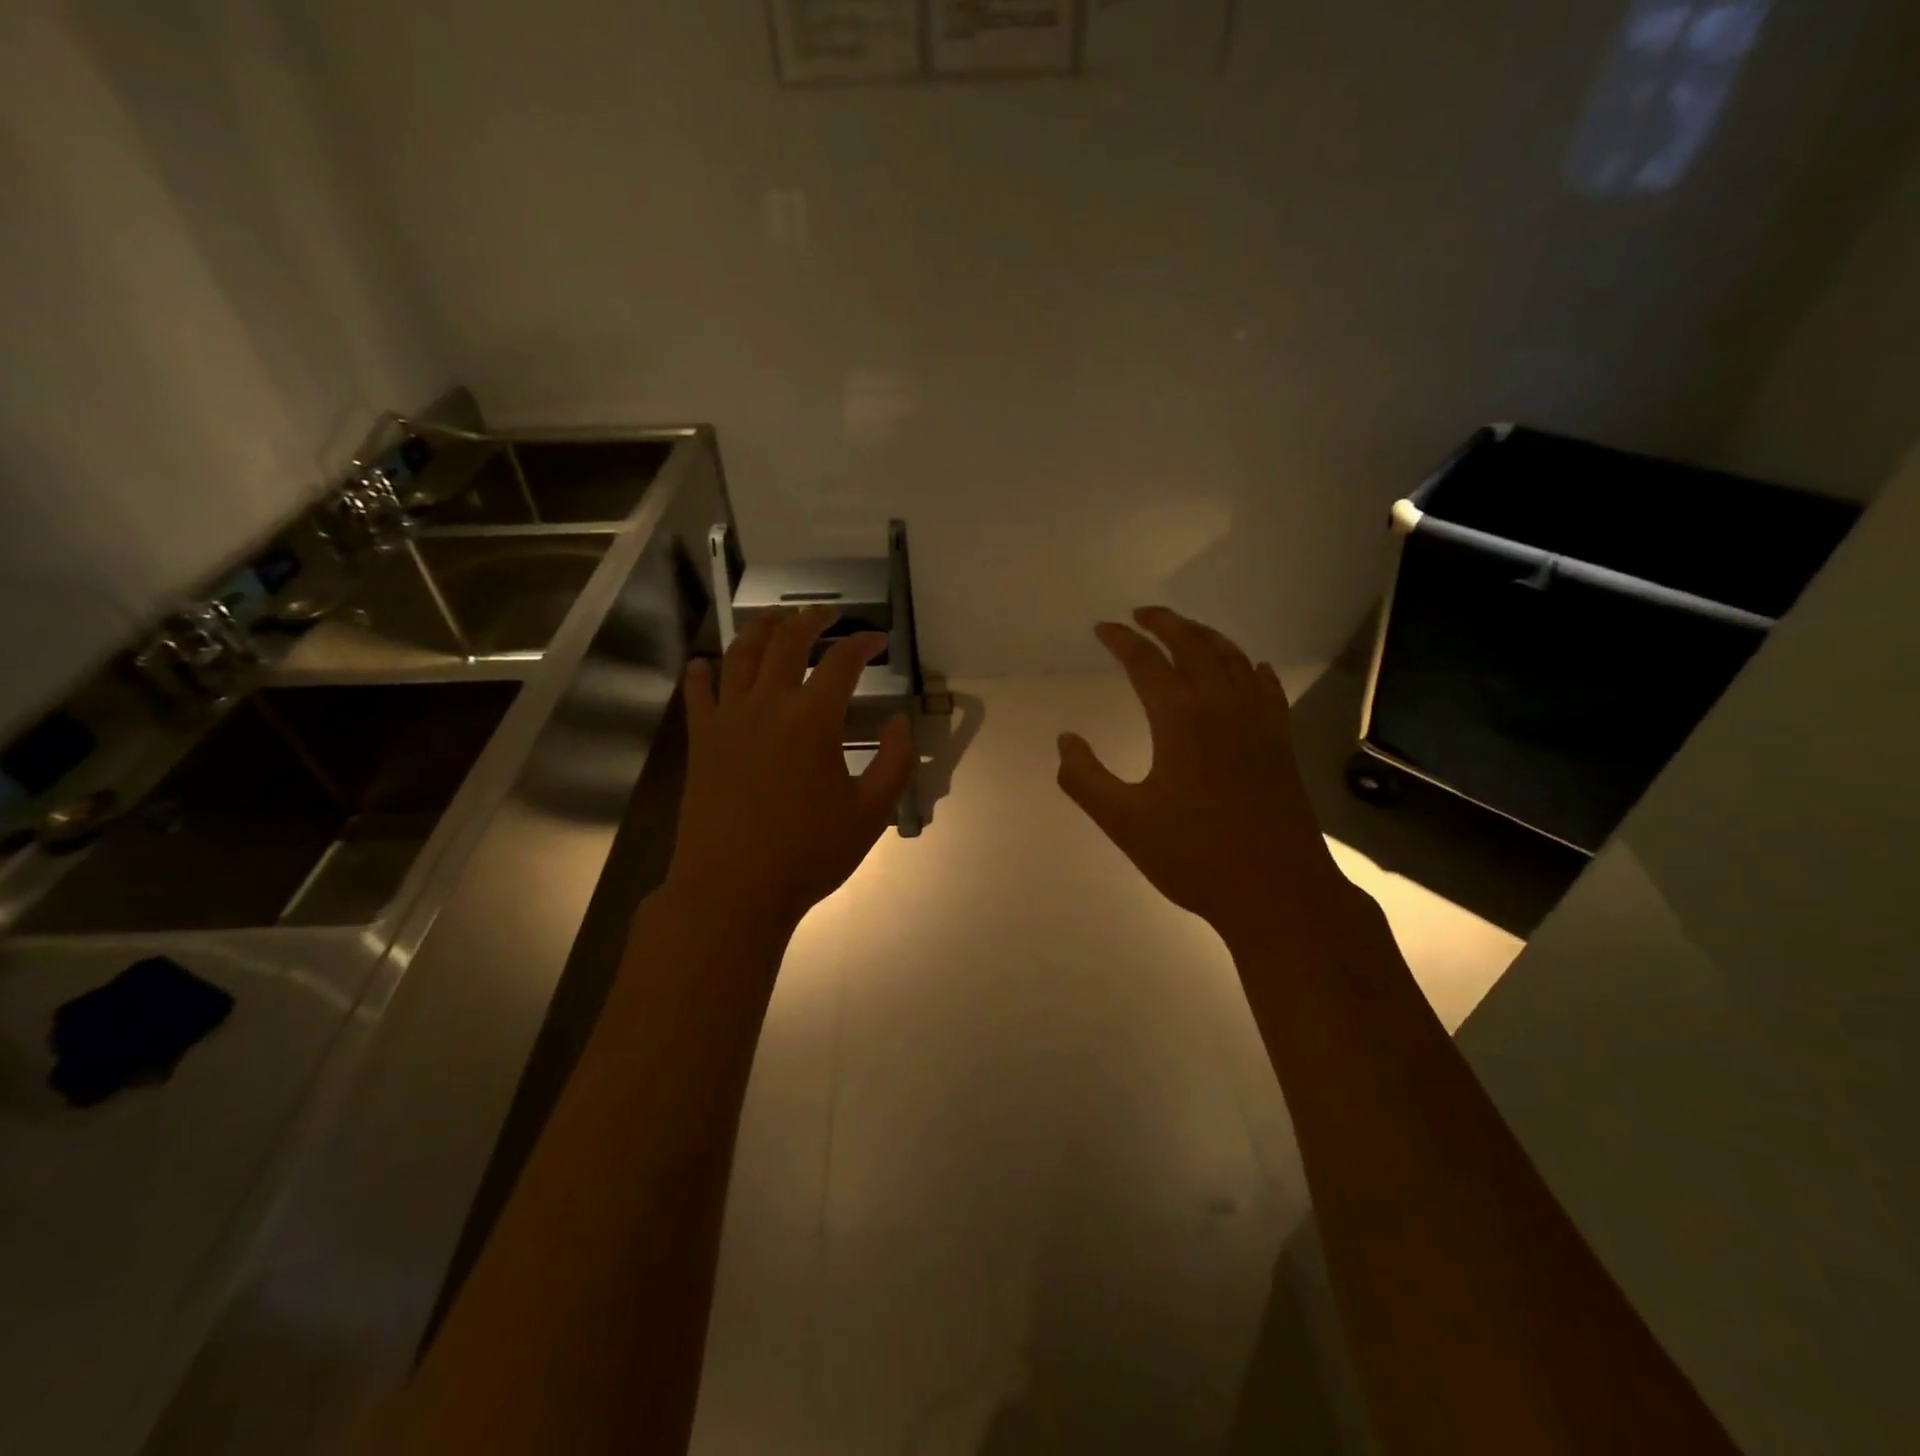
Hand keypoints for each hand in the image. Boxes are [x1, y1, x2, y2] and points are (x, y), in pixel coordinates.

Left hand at [665, 606, 914, 938]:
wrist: (734, 890)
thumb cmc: (809, 854)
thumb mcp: (871, 813)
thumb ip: (895, 763)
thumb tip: (900, 723)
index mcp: (813, 720)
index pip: (843, 663)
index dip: (863, 643)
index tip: (878, 639)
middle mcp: (768, 705)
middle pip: (787, 642)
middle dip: (810, 620)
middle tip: (827, 614)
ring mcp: (728, 720)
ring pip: (741, 655)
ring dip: (760, 630)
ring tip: (775, 620)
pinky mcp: (702, 742)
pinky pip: (697, 694)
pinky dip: (702, 672)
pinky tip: (706, 663)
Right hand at [1056, 607, 1348, 956]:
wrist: (1277, 890)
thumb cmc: (1193, 856)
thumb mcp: (1123, 821)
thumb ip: (1084, 778)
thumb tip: (1065, 740)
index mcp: (1180, 719)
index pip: (1146, 662)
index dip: (1121, 640)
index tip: (1102, 628)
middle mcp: (1222, 707)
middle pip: (1194, 646)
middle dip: (1166, 623)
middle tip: (1142, 614)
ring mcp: (1259, 722)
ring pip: (1233, 659)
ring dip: (1206, 637)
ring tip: (1186, 631)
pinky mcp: (1282, 743)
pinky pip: (1267, 688)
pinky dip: (1251, 668)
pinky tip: (1249, 668)